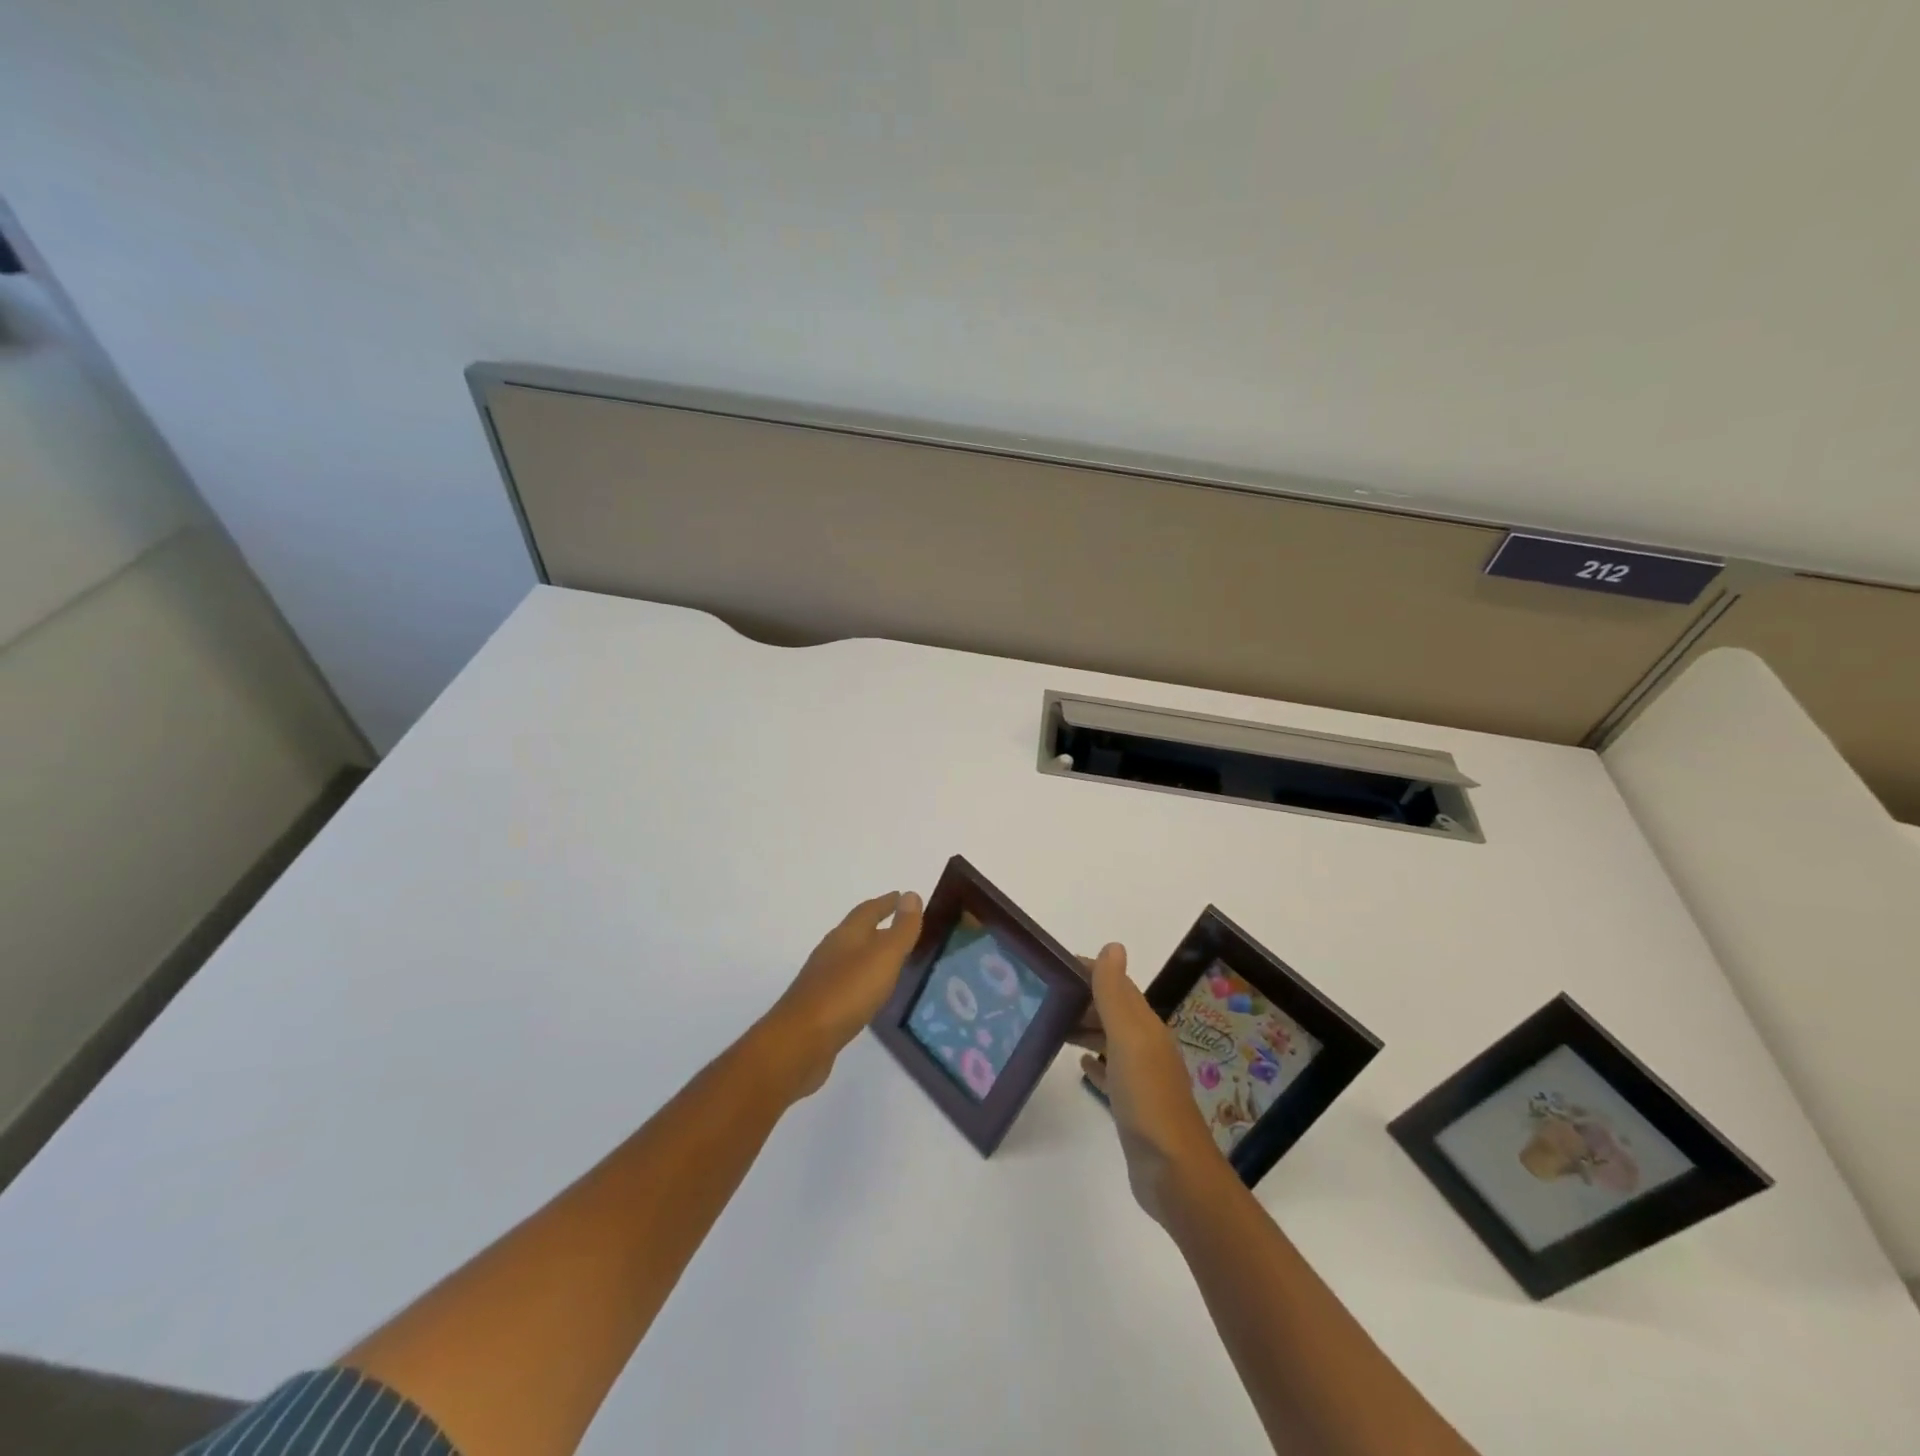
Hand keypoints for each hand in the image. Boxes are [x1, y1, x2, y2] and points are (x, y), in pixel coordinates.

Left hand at [758, 890, 923, 1097]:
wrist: (800, 1042)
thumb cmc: (847, 992)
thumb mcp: (883, 956)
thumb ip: (901, 929)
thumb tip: (911, 895)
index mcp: (847, 935)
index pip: (869, 910)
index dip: (887, 902)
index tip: (903, 897)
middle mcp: (832, 952)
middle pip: (857, 932)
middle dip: (879, 926)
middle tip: (903, 927)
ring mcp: (823, 980)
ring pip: (851, 958)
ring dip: (870, 954)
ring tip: (892, 960)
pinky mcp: (820, 1007)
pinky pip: (846, 984)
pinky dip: (862, 981)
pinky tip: (870, 995)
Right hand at [1072, 944, 1230, 1224]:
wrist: (1173, 1171)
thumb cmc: (1147, 1098)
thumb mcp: (1128, 1038)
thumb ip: (1115, 994)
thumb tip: (1112, 946)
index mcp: (1145, 1026)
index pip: (1116, 985)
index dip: (1089, 970)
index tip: (1053, 966)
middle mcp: (1145, 1045)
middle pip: (1111, 1010)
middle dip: (1081, 998)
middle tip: (1041, 996)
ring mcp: (1141, 1076)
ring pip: (1108, 1039)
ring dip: (1083, 1028)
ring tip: (1049, 1024)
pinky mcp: (1133, 1105)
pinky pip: (1110, 1072)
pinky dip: (1094, 1062)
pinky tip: (1078, 1064)